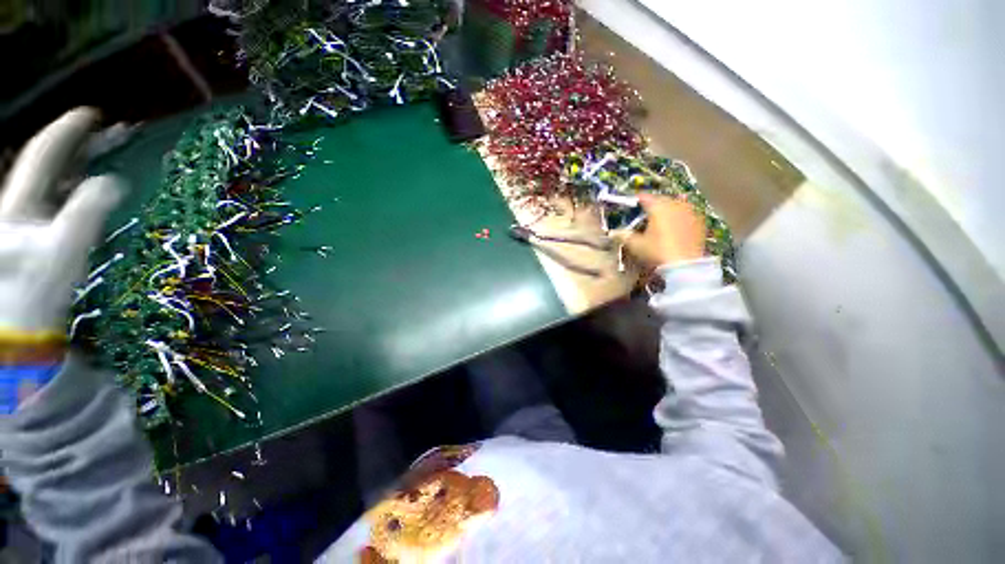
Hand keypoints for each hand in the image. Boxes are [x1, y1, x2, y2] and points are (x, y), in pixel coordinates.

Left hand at [0, 108, 122, 335]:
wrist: (22, 322)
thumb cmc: (37, 287)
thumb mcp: (62, 250)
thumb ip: (86, 213)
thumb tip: (113, 182)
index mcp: (21, 202)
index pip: (43, 154)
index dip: (67, 131)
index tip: (92, 113)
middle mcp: (21, 202)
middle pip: (50, 162)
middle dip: (80, 144)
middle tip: (112, 131)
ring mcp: (28, 217)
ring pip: (55, 178)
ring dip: (82, 161)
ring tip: (107, 148)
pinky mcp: (39, 231)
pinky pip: (59, 195)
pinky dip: (78, 182)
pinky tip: (92, 178)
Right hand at [615, 194, 704, 268]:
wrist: (685, 265)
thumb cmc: (657, 251)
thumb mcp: (635, 245)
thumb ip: (623, 236)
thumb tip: (612, 233)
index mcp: (658, 207)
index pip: (644, 197)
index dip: (635, 201)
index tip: (630, 206)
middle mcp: (675, 204)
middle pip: (661, 199)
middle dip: (652, 205)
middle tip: (644, 215)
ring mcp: (690, 212)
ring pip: (675, 205)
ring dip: (667, 210)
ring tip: (660, 221)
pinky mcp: (700, 222)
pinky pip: (686, 214)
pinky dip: (679, 218)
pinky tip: (674, 228)